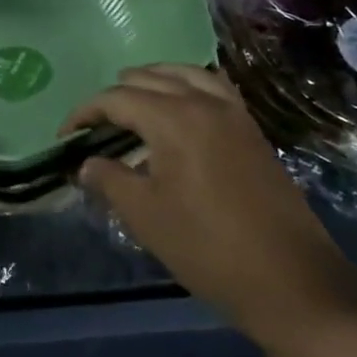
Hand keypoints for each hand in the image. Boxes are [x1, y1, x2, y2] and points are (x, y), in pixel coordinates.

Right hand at [64, 65, 356, 334]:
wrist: (292, 282)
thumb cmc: (207, 248)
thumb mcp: (144, 215)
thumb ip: (109, 179)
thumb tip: (87, 163)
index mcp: (173, 118)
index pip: (116, 99)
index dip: (84, 113)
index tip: (65, 136)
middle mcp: (204, 102)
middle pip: (149, 79)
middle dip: (115, 96)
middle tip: (94, 125)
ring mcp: (234, 114)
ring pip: (185, 74)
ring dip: (153, 82)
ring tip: (133, 104)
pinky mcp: (253, 131)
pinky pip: (213, 88)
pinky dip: (188, 87)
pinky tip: (179, 111)